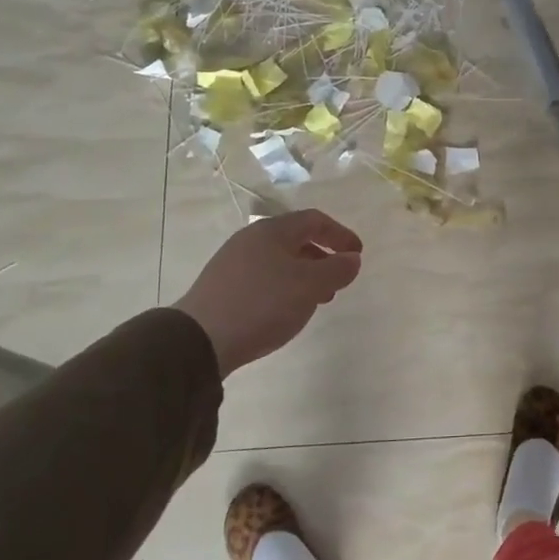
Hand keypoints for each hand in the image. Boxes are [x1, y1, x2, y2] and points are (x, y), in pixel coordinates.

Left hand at [174, 211, 363, 373]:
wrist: (200, 339)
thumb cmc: (263, 303)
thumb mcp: (309, 286)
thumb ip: (337, 269)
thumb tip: (352, 258)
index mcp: (273, 231)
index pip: (315, 220)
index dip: (340, 234)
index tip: (357, 254)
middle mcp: (251, 239)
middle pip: (295, 239)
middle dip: (322, 257)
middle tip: (338, 280)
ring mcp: (233, 262)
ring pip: (279, 260)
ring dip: (304, 275)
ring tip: (316, 300)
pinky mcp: (222, 286)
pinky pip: (264, 277)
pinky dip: (284, 287)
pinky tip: (285, 310)